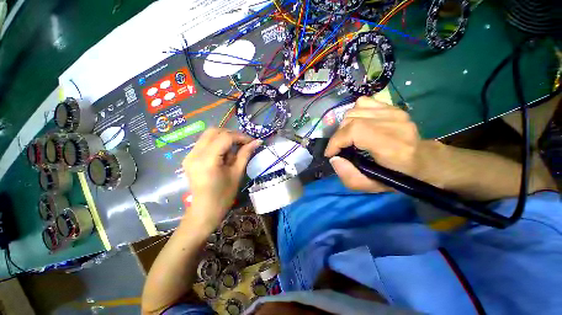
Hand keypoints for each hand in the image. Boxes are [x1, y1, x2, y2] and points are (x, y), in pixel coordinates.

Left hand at [182, 128, 260, 231]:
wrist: (205, 211)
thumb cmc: (224, 196)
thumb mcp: (237, 174)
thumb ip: (245, 154)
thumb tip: (257, 141)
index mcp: (207, 160)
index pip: (225, 137)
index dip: (241, 136)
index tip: (252, 141)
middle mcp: (194, 154)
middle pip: (214, 131)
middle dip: (232, 134)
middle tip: (244, 142)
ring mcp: (189, 155)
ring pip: (208, 135)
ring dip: (224, 137)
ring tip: (236, 147)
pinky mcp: (189, 157)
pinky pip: (205, 142)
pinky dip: (217, 142)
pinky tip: (225, 152)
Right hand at [324, 96, 427, 192]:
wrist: (424, 161)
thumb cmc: (399, 177)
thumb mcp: (372, 186)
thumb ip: (349, 177)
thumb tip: (334, 158)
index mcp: (392, 146)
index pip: (355, 131)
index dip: (336, 141)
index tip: (330, 153)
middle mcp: (394, 123)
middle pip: (351, 119)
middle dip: (338, 136)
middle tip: (340, 148)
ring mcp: (394, 111)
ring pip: (353, 110)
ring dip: (344, 126)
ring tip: (347, 138)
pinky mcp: (392, 107)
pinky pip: (362, 103)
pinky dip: (354, 114)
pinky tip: (357, 125)